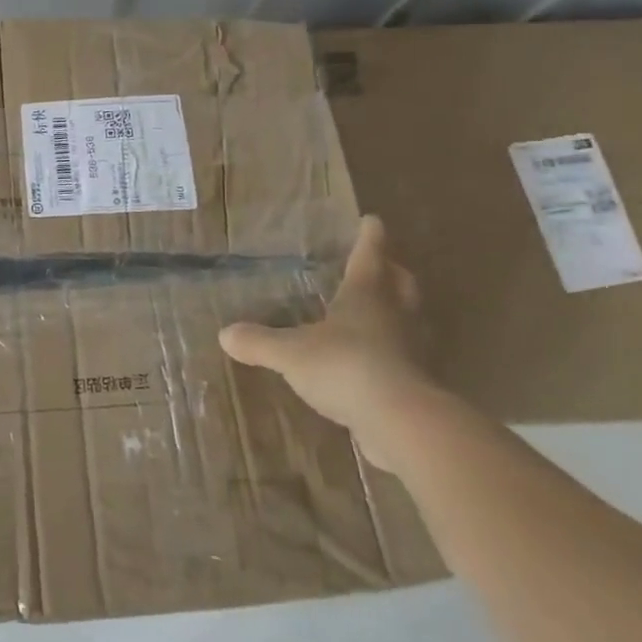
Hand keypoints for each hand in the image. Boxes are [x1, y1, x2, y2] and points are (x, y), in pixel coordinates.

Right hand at [220, 215, 437, 471]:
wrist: (400, 422)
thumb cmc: (344, 367)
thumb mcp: (290, 352)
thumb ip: (259, 342)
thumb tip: (225, 334)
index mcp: (365, 295)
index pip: (368, 256)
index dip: (369, 237)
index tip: (373, 220)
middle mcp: (394, 316)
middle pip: (400, 285)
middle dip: (392, 272)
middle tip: (385, 264)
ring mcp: (410, 351)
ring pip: (409, 321)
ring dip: (399, 312)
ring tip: (381, 312)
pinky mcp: (415, 385)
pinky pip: (405, 359)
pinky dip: (393, 353)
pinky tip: (375, 363)